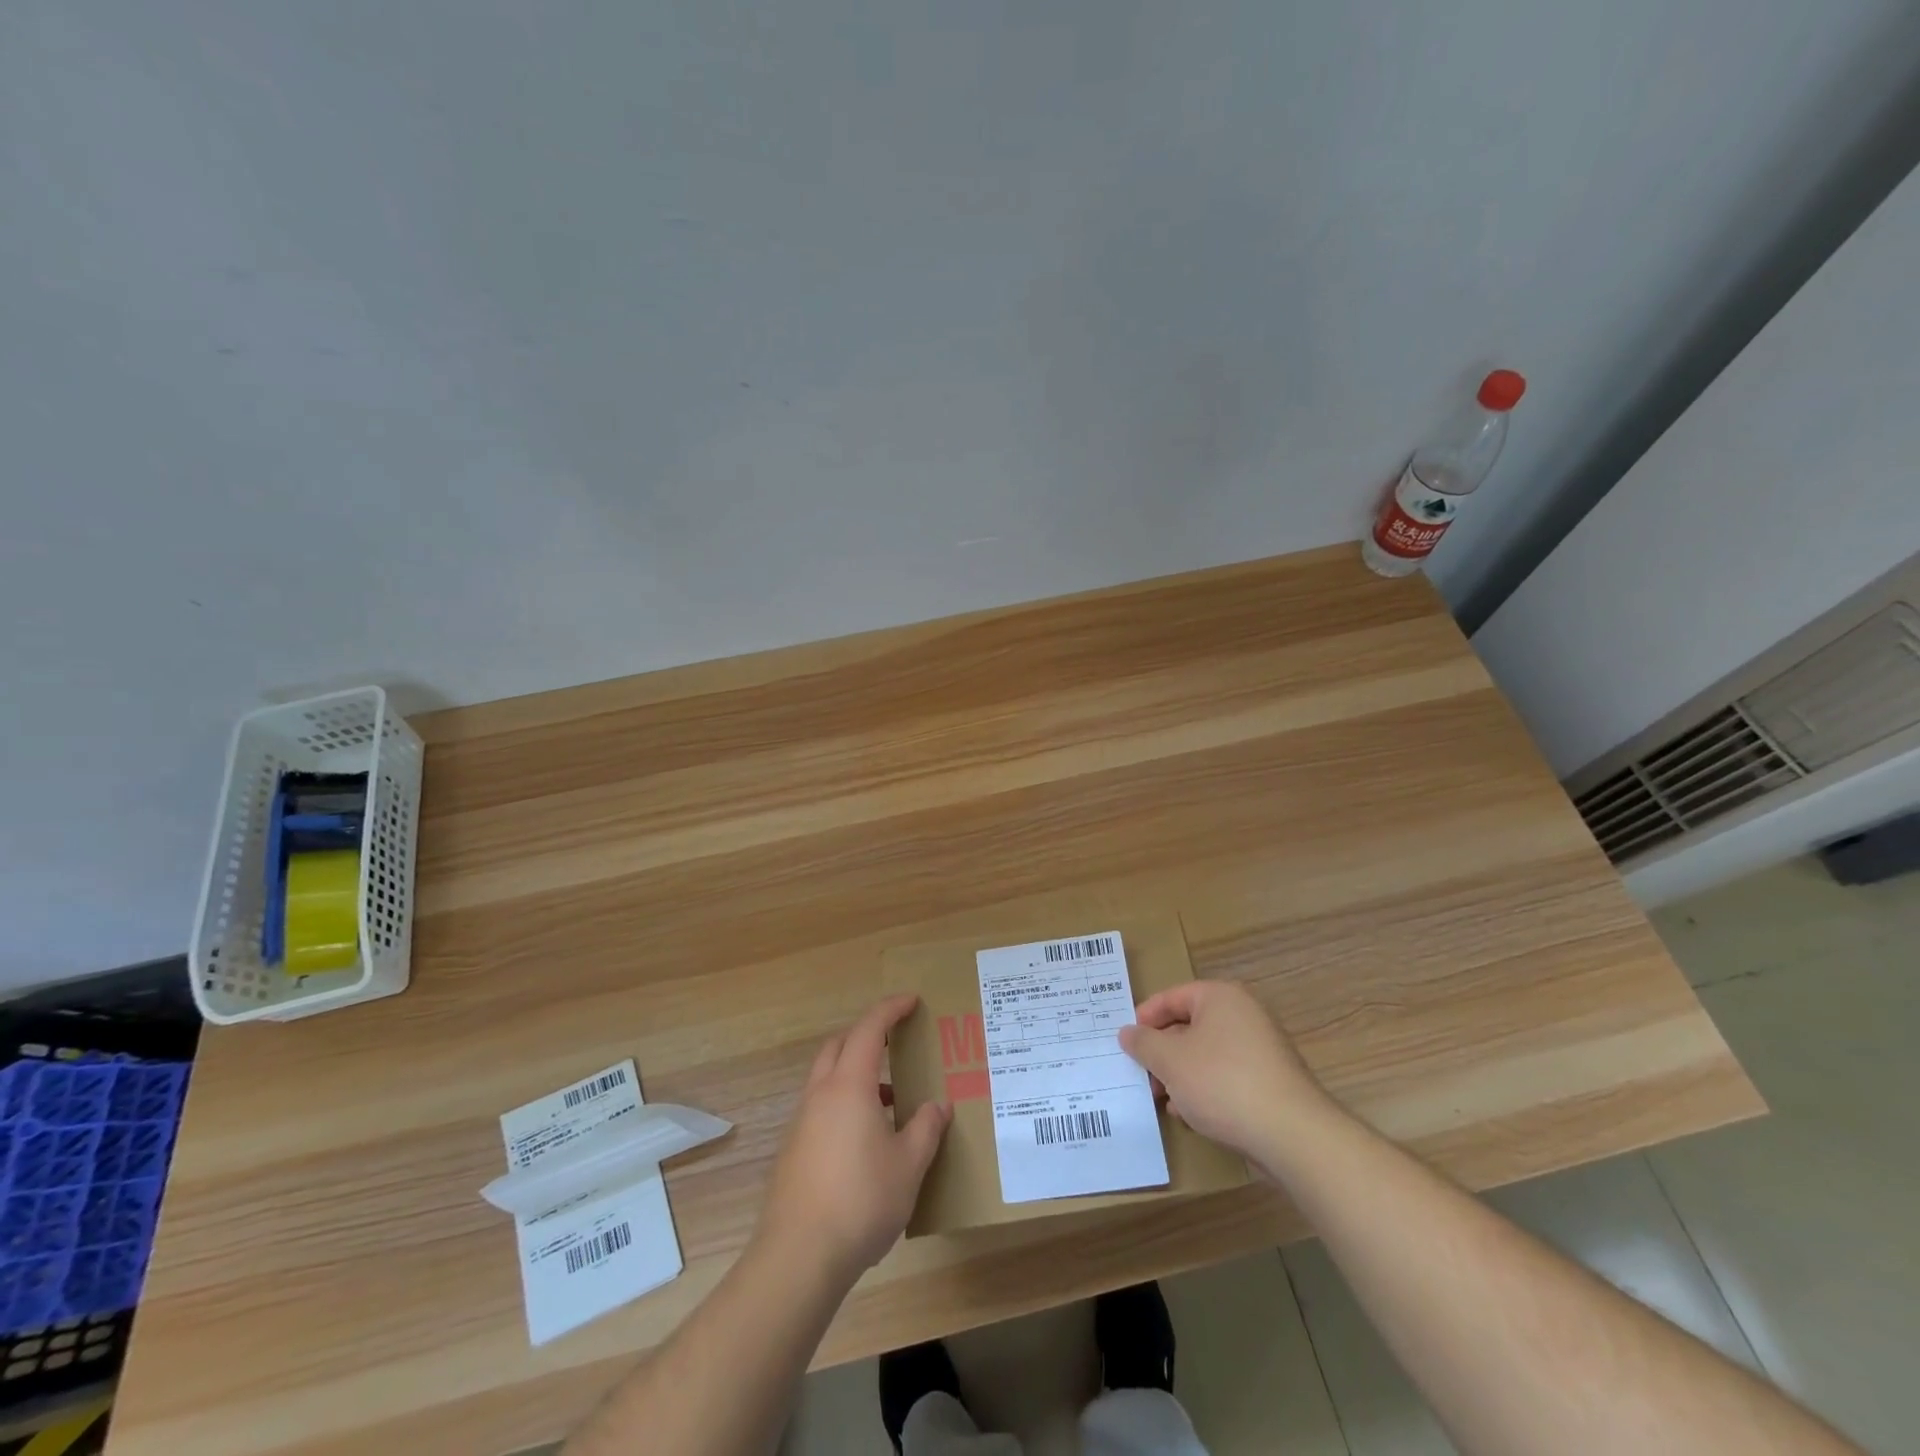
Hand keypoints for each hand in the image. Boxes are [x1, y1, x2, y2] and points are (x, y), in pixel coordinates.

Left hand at [759, 994, 951, 1286]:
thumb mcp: (908, 1165)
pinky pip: (821, 1107)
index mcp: (849, 1086)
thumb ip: (925, 1129)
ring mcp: (802, 1122)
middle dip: (867, 1035)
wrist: (798, 1257)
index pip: (869, 1030)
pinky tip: (866, 1139)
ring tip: (890, 1099)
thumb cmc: (861, 1201)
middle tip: (896, 1042)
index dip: (890, 1009)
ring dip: (856, 1073)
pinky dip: (844, 1102)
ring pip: (827, 1077)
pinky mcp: (793, 1150)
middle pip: (840, 1045)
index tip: (911, 1000)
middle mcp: (820, 1094)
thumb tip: (938, 1105)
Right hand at [1119, 980, 1336, 1164]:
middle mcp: (1244, 1015)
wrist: (1292, 1136)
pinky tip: (1190, 1115)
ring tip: (1162, 1099)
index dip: (1144, 1018)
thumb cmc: (1223, 1083)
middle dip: (1162, 1052)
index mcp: (1221, 997)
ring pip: (1206, 1054)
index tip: (1125, 1042)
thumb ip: (1144, 1043)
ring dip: (1180, 1074)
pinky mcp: (1270, 1082)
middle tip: (1141, 1075)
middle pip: (1189, 1026)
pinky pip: (1226, 1076)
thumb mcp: (1170, 1061)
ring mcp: (1261, 1049)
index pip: (1172, 997)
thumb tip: (1127, 1032)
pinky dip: (1204, 1089)